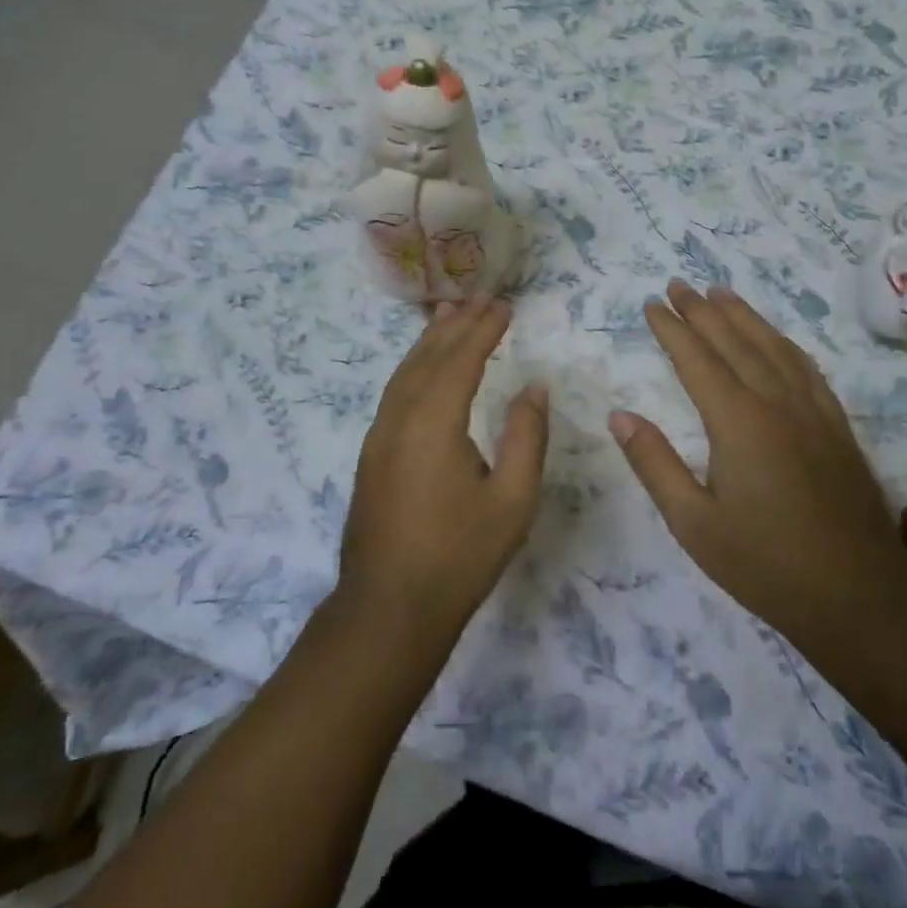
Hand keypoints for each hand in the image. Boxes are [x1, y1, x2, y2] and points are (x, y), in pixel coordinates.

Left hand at [339, 297, 547, 645]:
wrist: (388, 608)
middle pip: (428, 357)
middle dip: (456, 325)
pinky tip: (424, 367)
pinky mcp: (372, 453)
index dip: (483, 330)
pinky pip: (395, 391)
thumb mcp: (512, 501)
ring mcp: (379, 435)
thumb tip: (534, 387)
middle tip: (481, 299)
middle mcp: (399, 418)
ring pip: (405, 372)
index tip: (504, 306)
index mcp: (434, 423)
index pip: (461, 360)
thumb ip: (526, 437)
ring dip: (429, 341)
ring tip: (449, 315)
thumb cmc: (459, 556)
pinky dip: (413, 366)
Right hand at [611, 282, 906, 646]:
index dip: (672, 329)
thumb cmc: (764, 564)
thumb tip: (620, 416)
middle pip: (734, 341)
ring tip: (719, 292)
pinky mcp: (837, 426)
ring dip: (743, 315)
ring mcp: (812, 411)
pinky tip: (775, 338)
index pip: (697, 359)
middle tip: (677, 285)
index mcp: (738, 422)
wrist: (858, 597)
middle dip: (702, 310)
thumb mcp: (693, 523)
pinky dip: (783, 342)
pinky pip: (806, 367)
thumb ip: (655, 464)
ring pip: (772, 346)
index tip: (651, 304)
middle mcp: (776, 402)